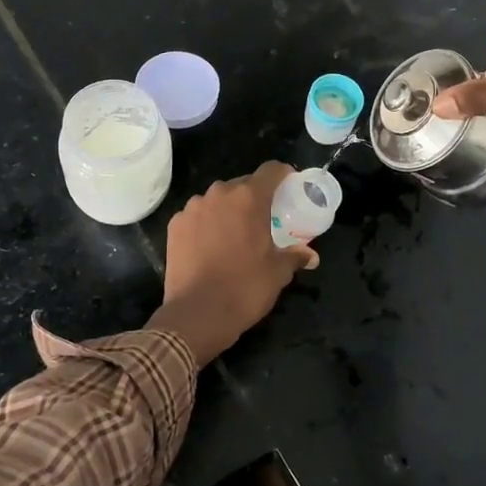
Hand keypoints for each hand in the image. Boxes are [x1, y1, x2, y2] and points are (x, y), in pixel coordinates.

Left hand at [146, 162, 317, 365]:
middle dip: (255, 197)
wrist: (197, 315)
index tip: (290, 188)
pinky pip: (197, 215)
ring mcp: (192, 208)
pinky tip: (211, 245)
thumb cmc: (244, 289)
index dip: (283, 175)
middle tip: (265, 219)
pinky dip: (207, 223)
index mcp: (249, 198)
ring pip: (217, 200)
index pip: (271, 170)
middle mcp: (218, 195)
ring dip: (228, 210)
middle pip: (242, 184)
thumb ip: (295, 256)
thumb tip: (310, 256)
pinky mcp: (174, 225)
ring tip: (235, 234)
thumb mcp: (278, 273)